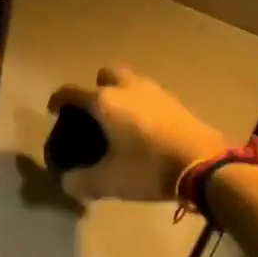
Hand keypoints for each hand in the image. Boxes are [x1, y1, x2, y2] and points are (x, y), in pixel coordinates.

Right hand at [49, 67, 226, 202]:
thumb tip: (67, 182)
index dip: (58, 99)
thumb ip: (81, 182)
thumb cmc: (148, 168)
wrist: (204, 165)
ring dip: (121, 93)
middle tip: (94, 111)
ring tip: (120, 120)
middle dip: (96, 87)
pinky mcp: (176, 102)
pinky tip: (144, 128)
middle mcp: (127, 88)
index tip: (53, 110)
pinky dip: (142, 105)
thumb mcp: (109, 182)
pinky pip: (150, 95)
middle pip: (106, 74)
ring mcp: (155, 92)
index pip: (71, 91)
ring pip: (131, 81)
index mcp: (104, 101)